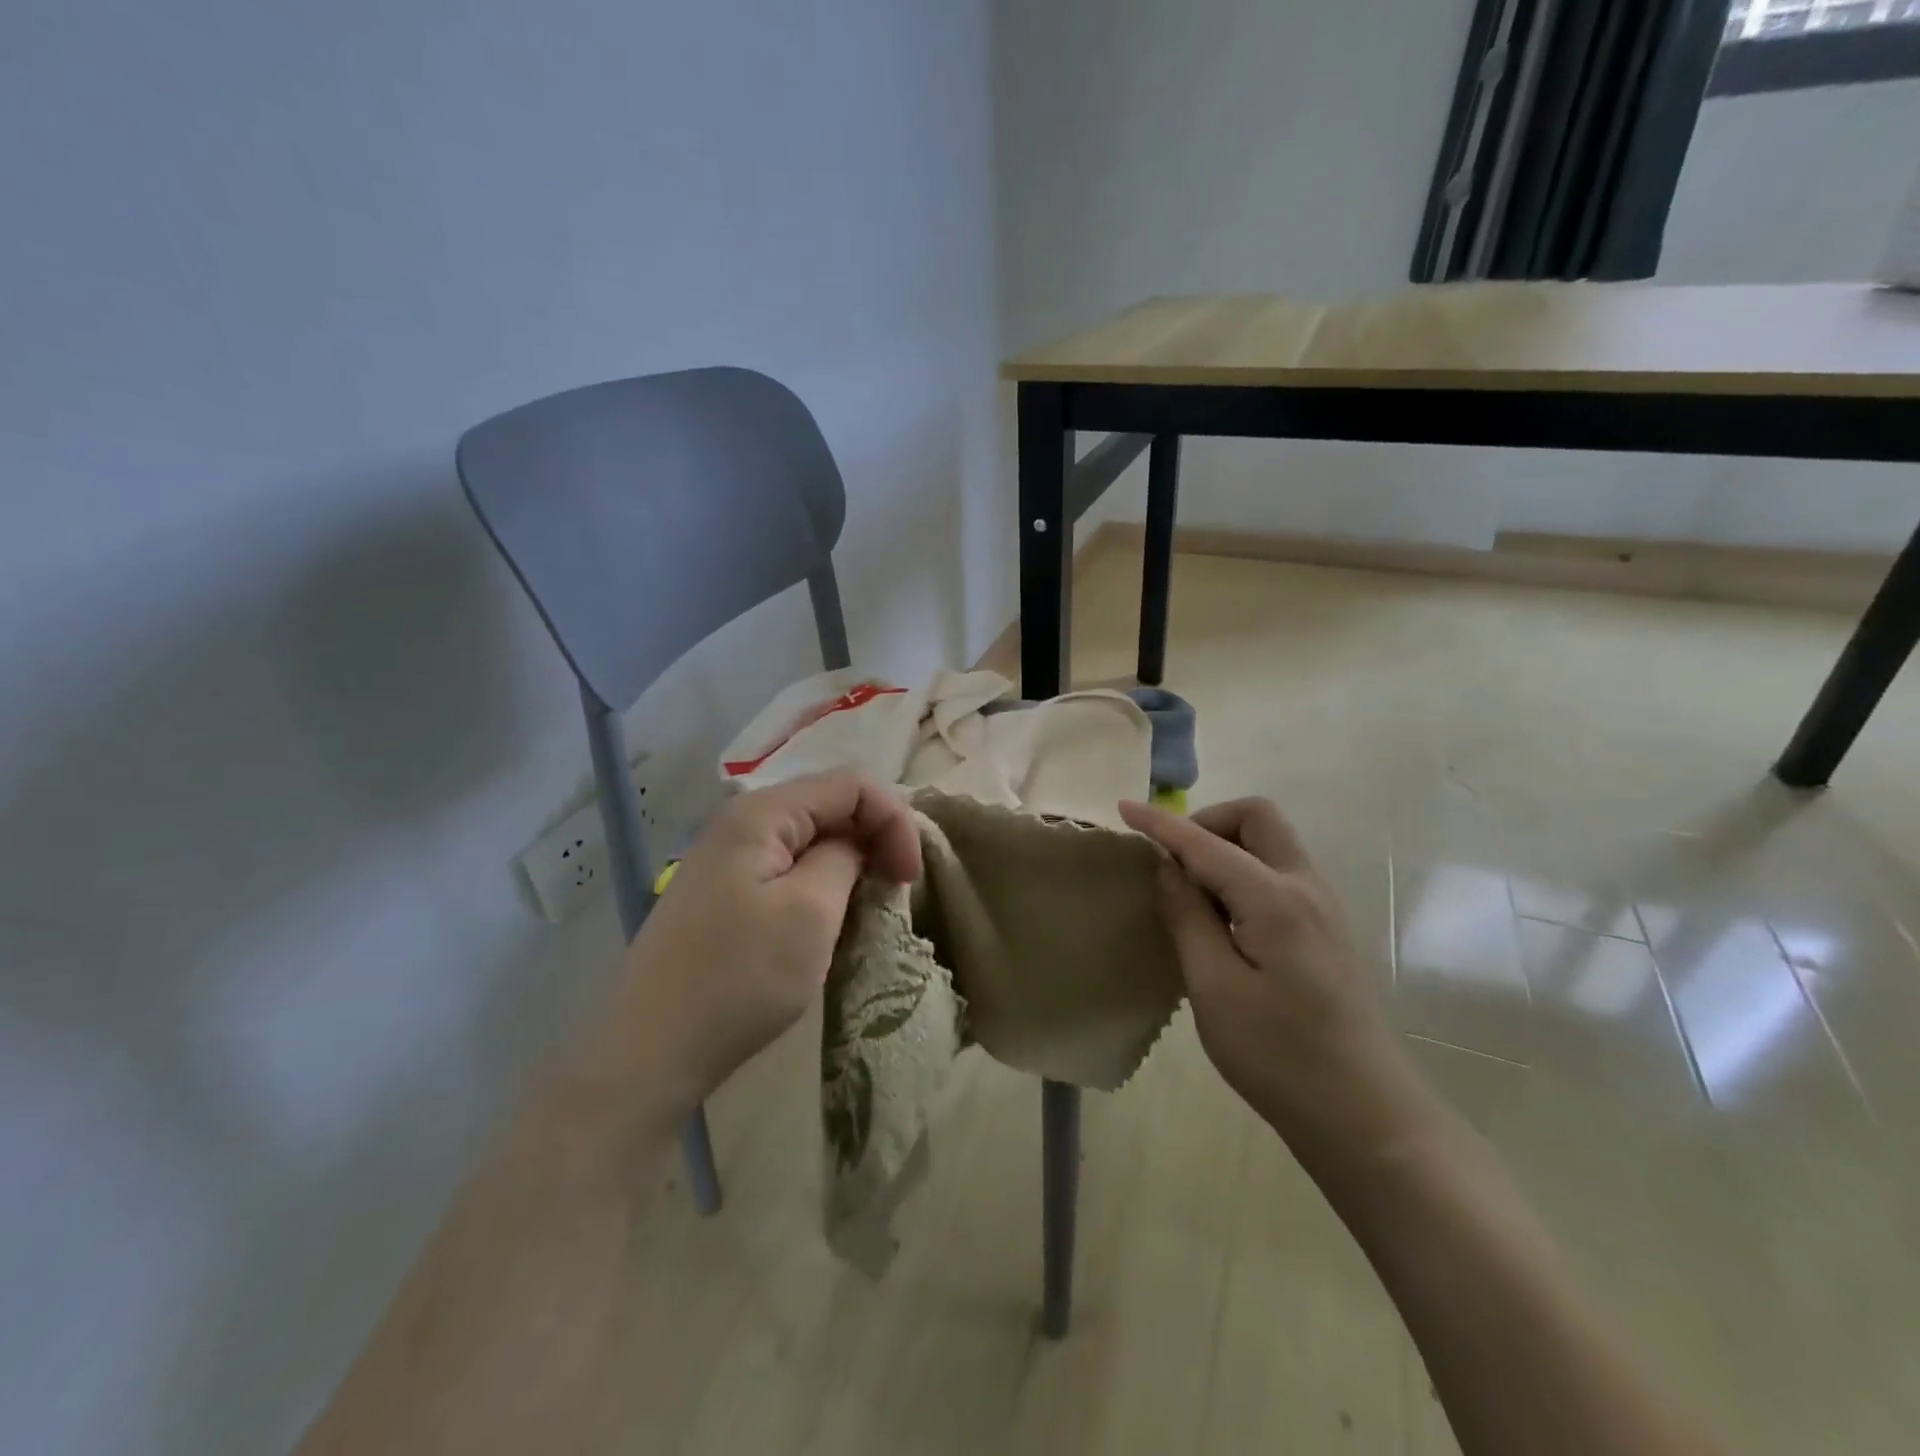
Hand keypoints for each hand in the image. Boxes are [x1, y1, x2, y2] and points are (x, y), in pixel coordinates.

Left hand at [567, 772, 921, 1135]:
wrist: (650, 1050)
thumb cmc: (739, 978)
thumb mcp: (811, 912)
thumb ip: (845, 857)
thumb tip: (856, 843)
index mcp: (762, 812)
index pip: (852, 784)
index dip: (894, 820)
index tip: (910, 877)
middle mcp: (741, 820)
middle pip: (830, 803)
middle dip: (874, 836)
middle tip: (896, 888)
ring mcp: (727, 856)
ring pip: (810, 836)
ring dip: (850, 860)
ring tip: (868, 903)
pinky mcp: (723, 890)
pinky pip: (786, 865)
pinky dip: (821, 880)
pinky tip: (828, 915)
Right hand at [1119, 797, 1435, 1170]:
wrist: (1363, 1114)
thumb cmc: (1278, 1055)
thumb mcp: (1214, 988)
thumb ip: (1188, 917)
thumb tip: (1167, 867)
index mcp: (1275, 900)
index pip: (1206, 844)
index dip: (1161, 824)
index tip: (1123, 809)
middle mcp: (1306, 888)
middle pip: (1256, 818)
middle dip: (1207, 823)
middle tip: (1172, 862)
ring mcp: (1323, 907)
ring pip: (1271, 843)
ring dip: (1226, 846)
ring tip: (1192, 894)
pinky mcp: (1325, 929)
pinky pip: (1279, 872)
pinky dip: (1244, 871)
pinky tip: (1223, 917)